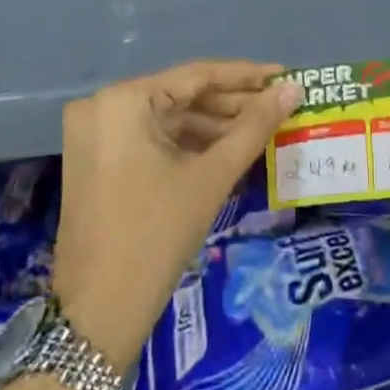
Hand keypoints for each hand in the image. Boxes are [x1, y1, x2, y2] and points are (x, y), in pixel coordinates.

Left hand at [50, 60, 297, 371]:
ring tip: (263, 131)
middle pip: (181, 97)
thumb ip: (254, 127)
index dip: (245, 76)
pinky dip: (189, 147)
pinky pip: (152, 140)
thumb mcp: (211, 177)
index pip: (195, 76)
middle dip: (232, 105)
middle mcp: (103, 106)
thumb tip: (293, 90)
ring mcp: (96, 135)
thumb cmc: (156, 236)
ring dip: (214, 128)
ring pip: (168, 120)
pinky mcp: (98, 160)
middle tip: (279, 106)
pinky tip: (229, 153)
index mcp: (122, 100)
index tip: (285, 75)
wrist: (98, 314)